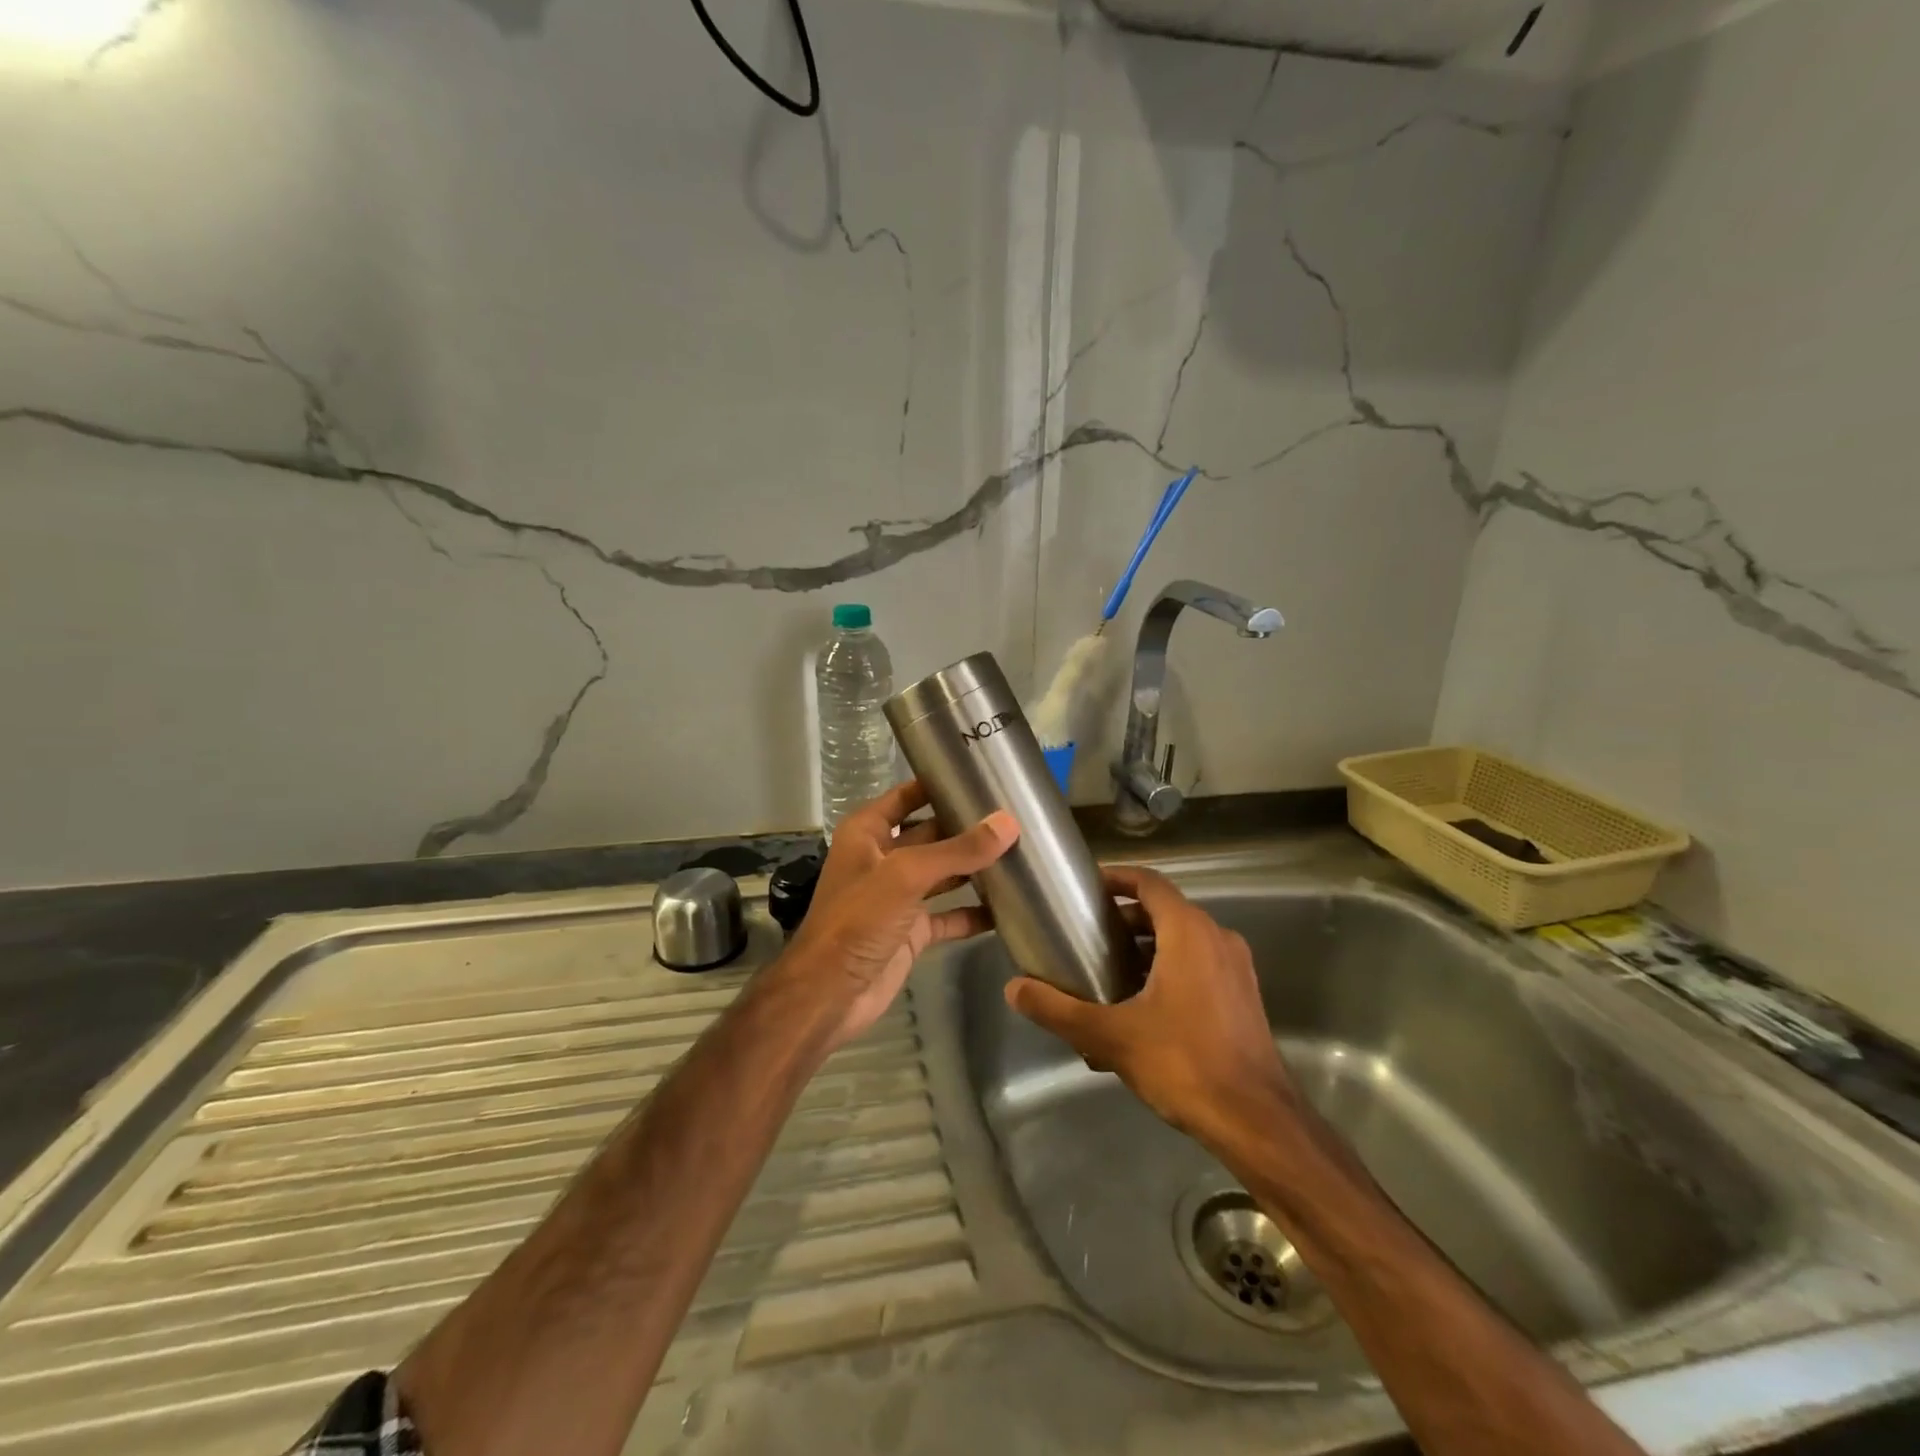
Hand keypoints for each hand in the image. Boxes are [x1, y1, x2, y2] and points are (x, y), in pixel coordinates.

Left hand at [774, 780, 1018, 1048]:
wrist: (830, 995)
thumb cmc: (858, 921)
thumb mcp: (906, 875)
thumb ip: (957, 850)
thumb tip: (1008, 824)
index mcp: (868, 833)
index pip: (907, 796)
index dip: (937, 783)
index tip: (980, 774)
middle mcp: (884, 859)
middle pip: (931, 833)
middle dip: (967, 827)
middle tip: (1016, 815)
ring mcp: (899, 897)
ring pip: (943, 874)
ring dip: (975, 867)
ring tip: (1021, 853)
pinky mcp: (913, 932)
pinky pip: (950, 915)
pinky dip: (974, 912)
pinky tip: (1009, 907)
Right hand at [1004, 864, 1295, 1149]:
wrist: (1257, 1122)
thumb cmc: (1184, 1063)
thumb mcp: (1111, 1036)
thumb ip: (1059, 1009)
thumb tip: (1013, 988)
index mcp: (1189, 931)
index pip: (1149, 883)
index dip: (1116, 879)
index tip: (1086, 889)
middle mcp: (1217, 938)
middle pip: (1164, 910)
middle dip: (1124, 920)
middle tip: (1087, 938)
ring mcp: (1236, 968)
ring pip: (1183, 940)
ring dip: (1146, 948)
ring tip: (1108, 974)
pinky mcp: (1243, 996)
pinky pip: (1199, 965)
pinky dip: (1168, 970)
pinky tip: (1141, 1009)